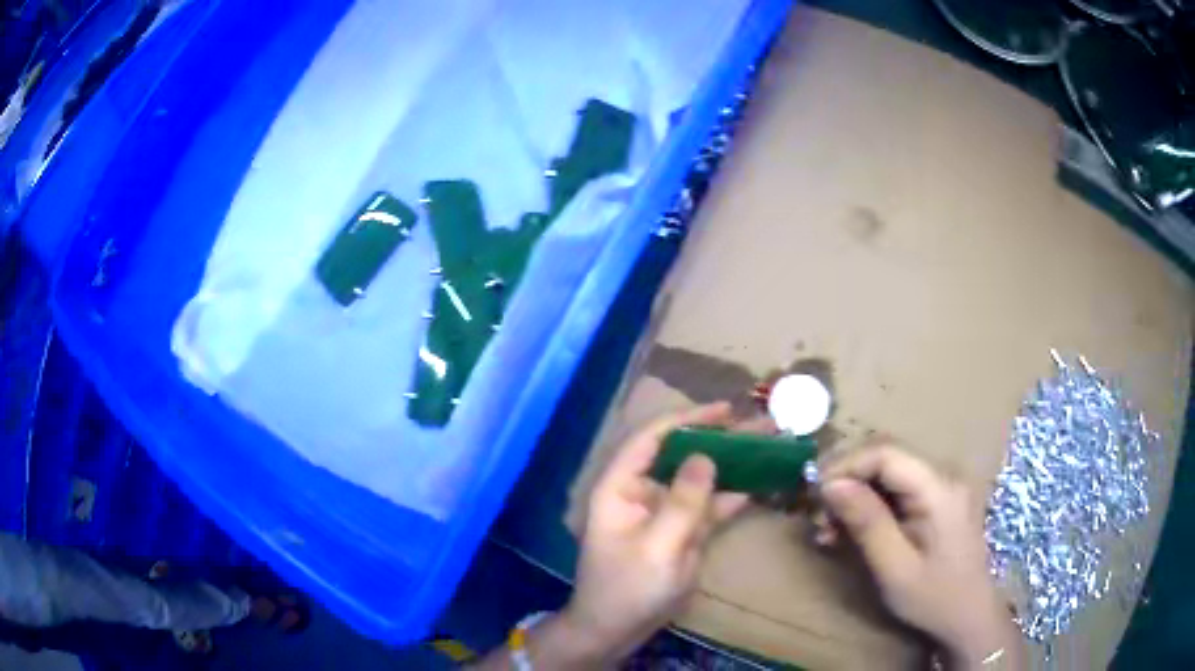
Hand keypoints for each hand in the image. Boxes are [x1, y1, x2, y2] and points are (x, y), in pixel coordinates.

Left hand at [562, 403, 755, 662]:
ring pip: (701, 478)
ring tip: (772, 445)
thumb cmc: (627, 588)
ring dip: (735, 463)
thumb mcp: (658, 547)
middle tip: (763, 424)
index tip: (726, 410)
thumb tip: (706, 456)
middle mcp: (643, 491)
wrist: (617, 630)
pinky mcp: (683, 532)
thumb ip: (684, 501)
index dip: (688, 419)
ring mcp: (665, 512)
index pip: (652, 439)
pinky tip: (762, 481)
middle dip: (721, 438)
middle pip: (683, 454)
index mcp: (621, 487)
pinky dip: (734, 494)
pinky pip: (710, 506)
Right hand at [816, 445, 1022, 668]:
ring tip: (828, 529)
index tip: (814, 494)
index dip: (846, 465)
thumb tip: (830, 484)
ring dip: (856, 494)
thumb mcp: (894, 568)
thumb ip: (866, 522)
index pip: (886, 453)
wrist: (969, 616)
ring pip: (889, 472)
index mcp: (939, 488)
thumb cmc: (933, 598)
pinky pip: (899, 488)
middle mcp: (945, 475)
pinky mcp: (939, 499)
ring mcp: (944, 485)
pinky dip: (872, 505)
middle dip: (847, 480)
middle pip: (887, 457)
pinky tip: (853, 530)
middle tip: (818, 516)